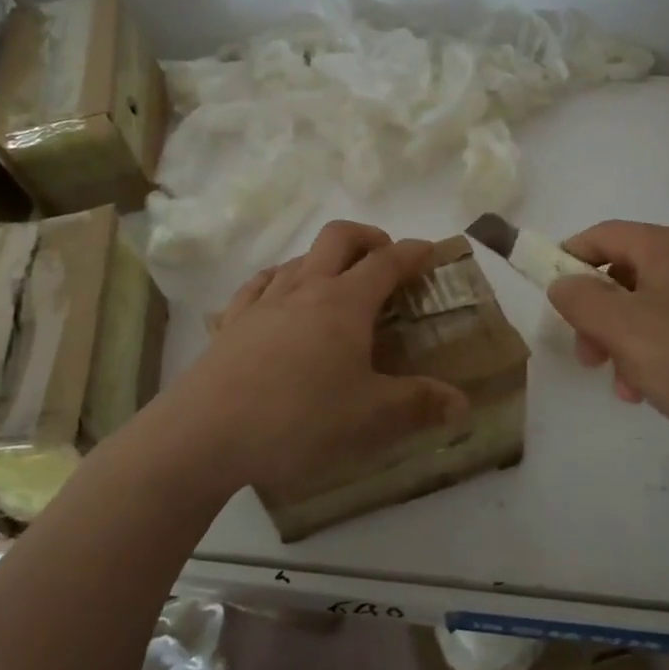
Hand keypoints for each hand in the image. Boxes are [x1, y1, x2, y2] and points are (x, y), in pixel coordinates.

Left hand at [172, 222, 469, 494]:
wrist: (206, 433)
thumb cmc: (299, 419)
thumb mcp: (370, 418)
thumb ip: (419, 405)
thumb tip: (462, 403)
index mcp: (344, 303)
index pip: (387, 262)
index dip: (413, 252)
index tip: (431, 251)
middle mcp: (305, 288)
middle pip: (339, 237)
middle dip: (368, 237)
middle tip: (385, 257)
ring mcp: (263, 302)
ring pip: (298, 258)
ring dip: (324, 259)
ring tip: (336, 284)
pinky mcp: (231, 322)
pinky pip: (258, 285)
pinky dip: (278, 280)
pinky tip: (277, 297)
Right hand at [547, 220, 668, 454]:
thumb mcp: (625, 332)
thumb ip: (582, 300)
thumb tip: (562, 282)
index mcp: (668, 246)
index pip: (603, 235)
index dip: (569, 258)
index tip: (551, 294)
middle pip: (628, 272)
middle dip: (599, 314)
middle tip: (590, 358)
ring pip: (656, 301)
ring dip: (628, 338)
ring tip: (628, 386)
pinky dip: (662, 345)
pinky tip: (663, 387)